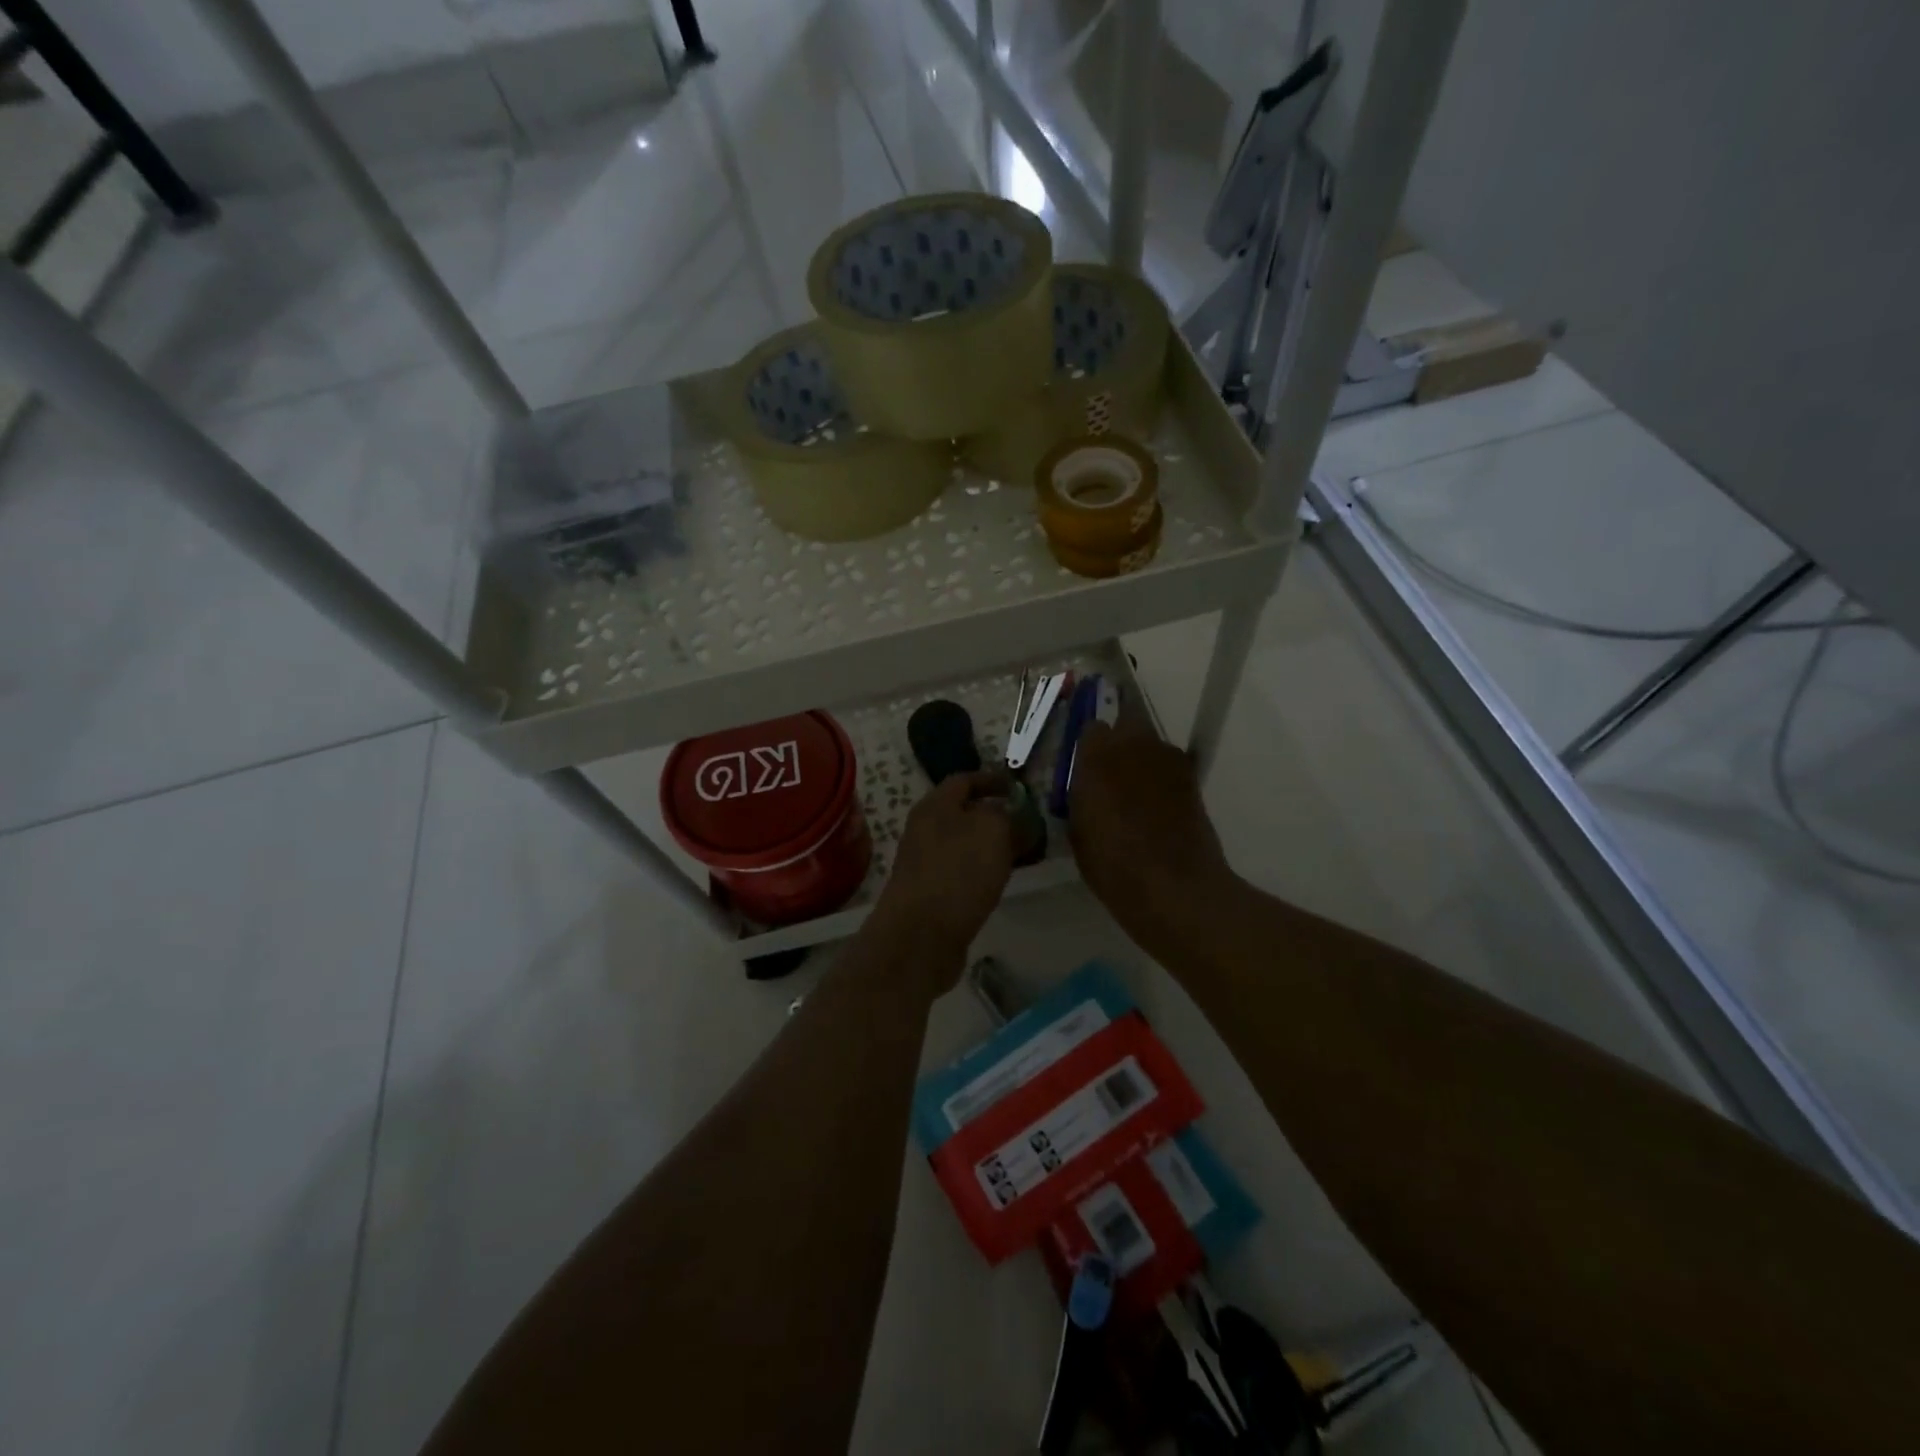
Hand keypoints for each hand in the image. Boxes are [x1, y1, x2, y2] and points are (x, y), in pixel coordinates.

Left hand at [870, 770, 1016, 988]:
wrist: (920, 935)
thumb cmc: (958, 872)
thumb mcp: (994, 831)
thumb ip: (1012, 817)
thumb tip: (1021, 818)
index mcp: (935, 805)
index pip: (965, 780)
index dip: (994, 780)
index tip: (1020, 787)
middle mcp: (925, 829)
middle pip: (965, 813)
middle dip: (997, 815)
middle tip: (1030, 823)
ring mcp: (925, 863)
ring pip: (965, 844)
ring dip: (993, 845)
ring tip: (1024, 853)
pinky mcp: (931, 893)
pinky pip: (963, 871)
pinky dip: (985, 870)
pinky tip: (1002, 881)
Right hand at [1067, 719, 1233, 943]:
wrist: (1172, 884)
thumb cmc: (1112, 863)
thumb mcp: (1078, 830)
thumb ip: (1081, 795)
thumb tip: (1086, 786)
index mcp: (1096, 755)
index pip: (1090, 728)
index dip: (1089, 747)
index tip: (1085, 767)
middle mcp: (1133, 744)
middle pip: (1126, 721)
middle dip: (1119, 739)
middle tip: (1111, 770)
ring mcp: (1167, 758)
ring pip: (1150, 743)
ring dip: (1142, 758)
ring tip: (1137, 791)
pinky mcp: (1191, 776)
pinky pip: (1170, 765)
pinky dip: (1162, 777)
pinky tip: (1158, 804)